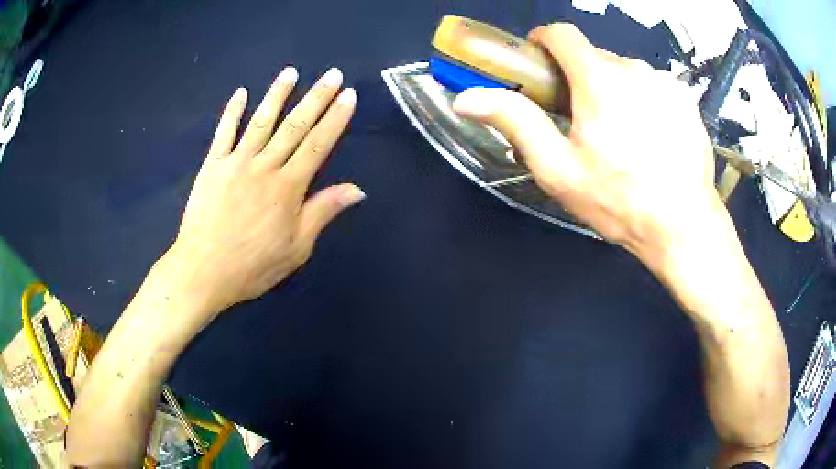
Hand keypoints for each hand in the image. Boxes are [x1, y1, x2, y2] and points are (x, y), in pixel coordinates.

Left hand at [166, 66, 363, 315]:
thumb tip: (356, 189)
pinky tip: (241, 93)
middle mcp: (265, 166)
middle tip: (332, 74)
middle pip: (295, 126)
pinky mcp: (212, 166)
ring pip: (261, 121)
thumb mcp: (296, 249)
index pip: (318, 144)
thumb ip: (322, 213)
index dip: (335, 118)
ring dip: (277, 94)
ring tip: (291, 72)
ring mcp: (236, 162)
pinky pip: (223, 133)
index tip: (349, 95)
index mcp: (288, 188)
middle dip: (316, 98)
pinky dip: (232, 111)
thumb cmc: (252, 266)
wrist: (203, 271)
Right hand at [453, 23, 721, 271]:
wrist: (684, 226)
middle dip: (580, 77)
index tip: (539, 64)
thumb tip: (465, 98)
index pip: (562, 34)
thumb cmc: (619, 201)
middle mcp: (634, 68)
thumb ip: (515, 122)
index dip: (543, 41)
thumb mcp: (559, 169)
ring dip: (613, 89)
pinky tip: (650, 137)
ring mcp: (665, 81)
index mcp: (599, 79)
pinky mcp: (685, 98)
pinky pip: (652, 86)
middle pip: (594, 56)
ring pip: (625, 71)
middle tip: (581, 119)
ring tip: (620, 133)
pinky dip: (643, 99)